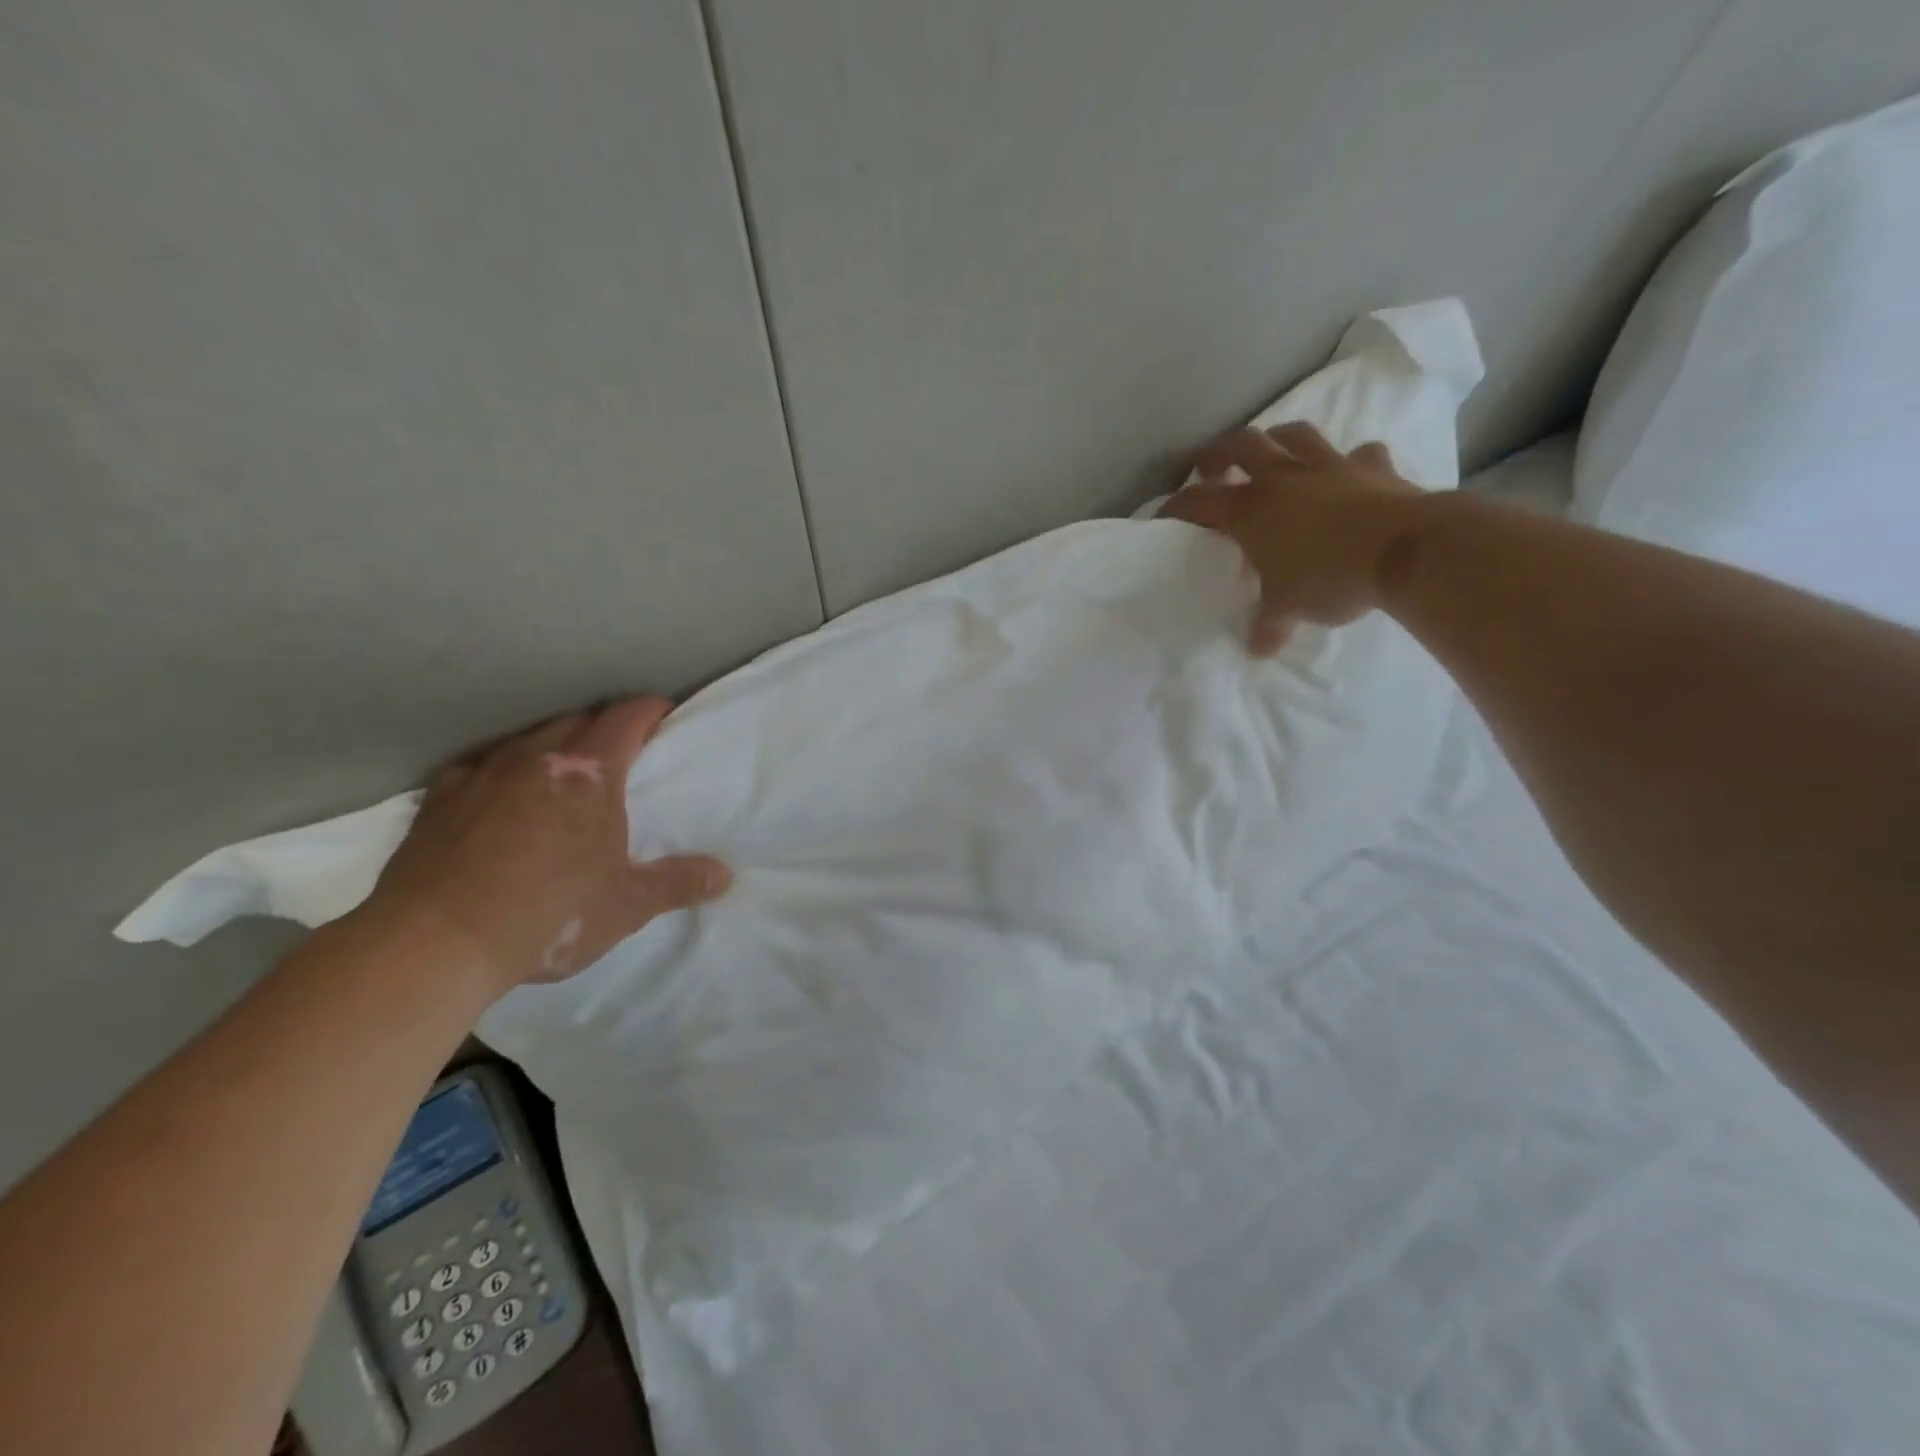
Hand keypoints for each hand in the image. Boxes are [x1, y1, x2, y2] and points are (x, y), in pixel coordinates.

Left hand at [364, 696, 730, 996]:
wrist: (434, 943)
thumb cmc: (549, 914)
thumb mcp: (628, 905)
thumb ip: (679, 883)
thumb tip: (726, 875)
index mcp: (590, 772)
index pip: (628, 715)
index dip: (652, 709)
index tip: (666, 717)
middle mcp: (537, 756)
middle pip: (581, 719)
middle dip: (606, 727)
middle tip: (624, 754)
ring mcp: (483, 771)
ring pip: (529, 737)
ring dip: (556, 746)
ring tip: (565, 776)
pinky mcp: (440, 796)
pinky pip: (481, 766)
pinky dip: (503, 771)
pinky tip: (500, 798)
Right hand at [1161, 421, 1422, 654]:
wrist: (1406, 552)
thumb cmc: (1329, 578)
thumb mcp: (1288, 609)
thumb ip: (1269, 625)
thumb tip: (1258, 649)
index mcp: (1251, 511)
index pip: (1199, 502)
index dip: (1178, 507)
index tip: (1165, 515)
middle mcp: (1284, 478)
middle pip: (1242, 444)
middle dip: (1221, 454)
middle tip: (1213, 470)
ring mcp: (1330, 466)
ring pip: (1295, 435)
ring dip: (1278, 441)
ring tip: (1273, 455)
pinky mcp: (1373, 467)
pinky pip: (1358, 454)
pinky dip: (1350, 462)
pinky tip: (1349, 474)